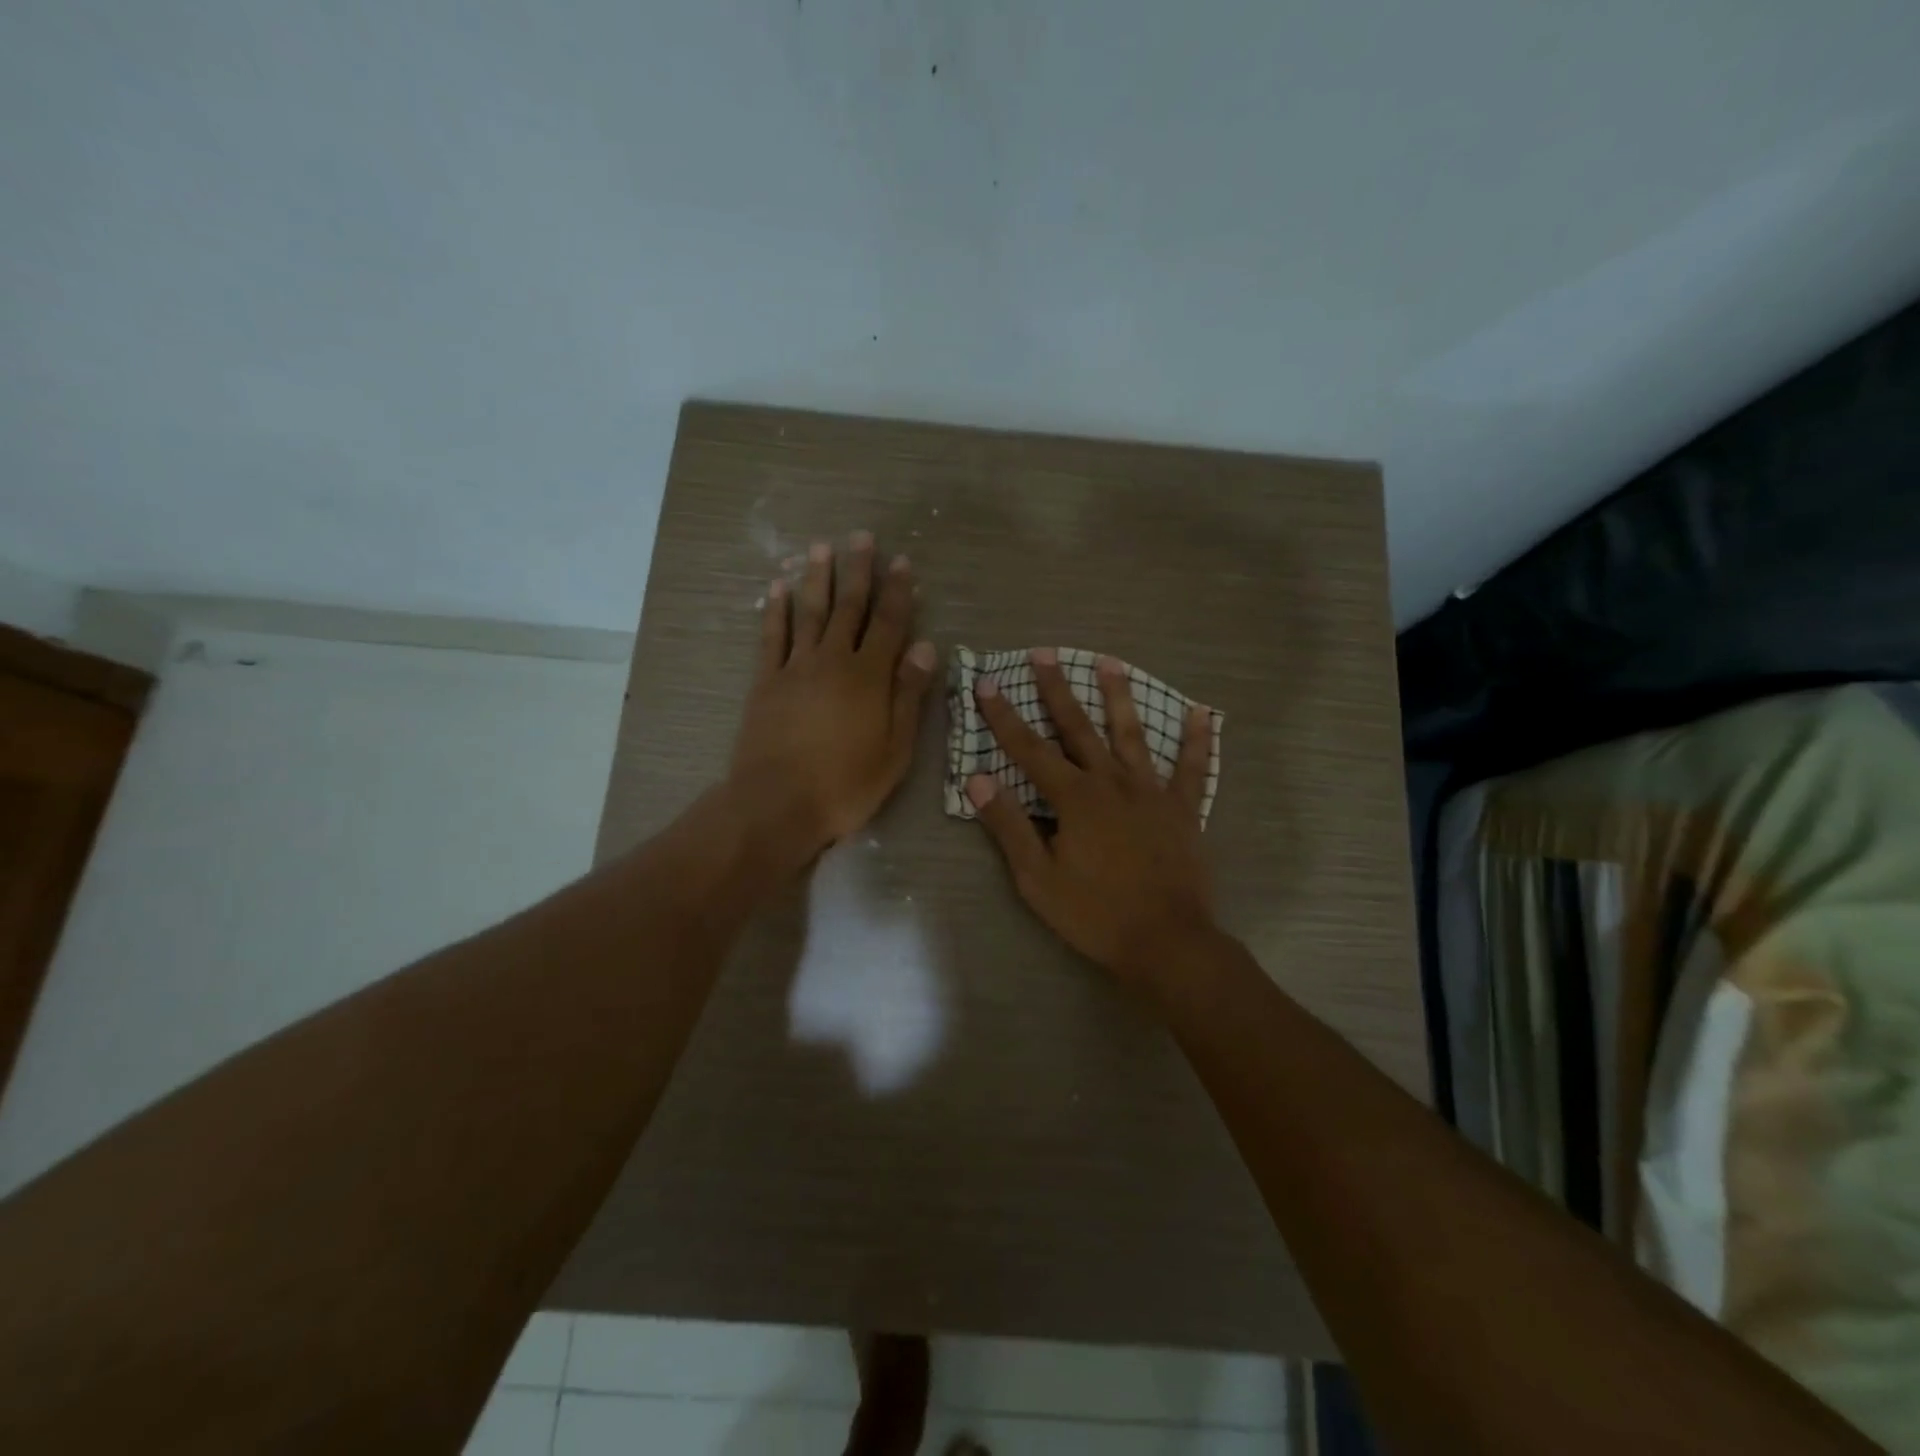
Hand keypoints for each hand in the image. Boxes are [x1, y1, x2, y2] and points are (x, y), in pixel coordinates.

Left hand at [729, 533, 937, 861]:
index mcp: (869, 677)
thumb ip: (908, 696)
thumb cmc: (845, 784)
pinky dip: (775, 611)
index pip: (888, 624)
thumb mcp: (895, 750)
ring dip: (816, 578)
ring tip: (821, 547)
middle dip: (858, 571)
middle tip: (862, 537)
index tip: (903, 562)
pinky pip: (771, 637)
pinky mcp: (766, 681)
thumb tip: (925, 648)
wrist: (776, 804)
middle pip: (848, 608)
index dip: (898, 592)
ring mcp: (795, 668)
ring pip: (809, 613)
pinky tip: (776, 589)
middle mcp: (832, 661)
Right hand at [966, 649, 1217, 985]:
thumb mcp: (1037, 878)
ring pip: (1132, 735)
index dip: (1004, 715)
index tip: (988, 682)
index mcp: (1074, 799)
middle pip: (1079, 728)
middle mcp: (1111, 783)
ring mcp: (1151, 792)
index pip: (1029, 749)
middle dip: (1057, 689)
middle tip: (1044, 653)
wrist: (1166, 941)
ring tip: (1110, 662)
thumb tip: (976, 779)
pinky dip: (1197, 741)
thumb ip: (1009, 826)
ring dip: (1119, 697)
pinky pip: (1192, 768)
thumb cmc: (1094, 914)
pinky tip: (1203, 713)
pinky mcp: (1183, 809)